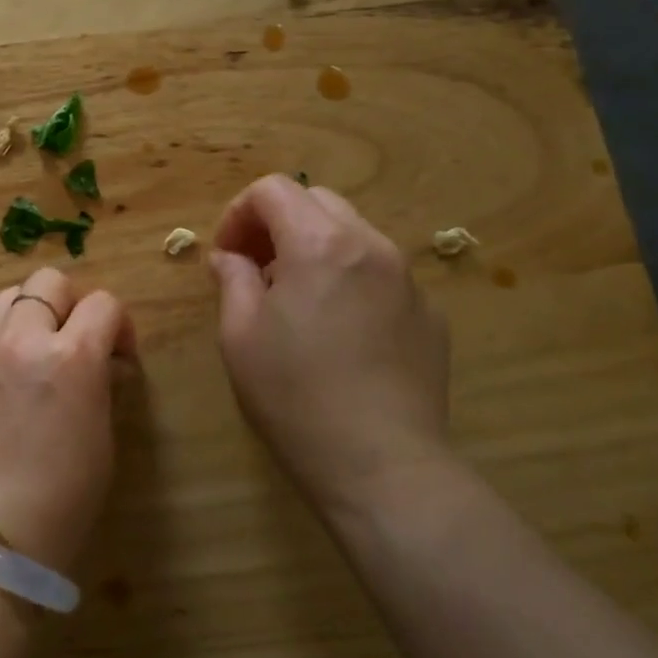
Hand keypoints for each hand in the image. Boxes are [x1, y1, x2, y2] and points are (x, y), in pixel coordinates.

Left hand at [0, 268, 134, 570]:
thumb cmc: (60, 500)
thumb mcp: (101, 439)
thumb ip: (100, 385)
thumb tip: (100, 365)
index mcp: (70, 356)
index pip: (104, 304)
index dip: (118, 324)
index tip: (118, 353)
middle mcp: (21, 339)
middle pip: (49, 282)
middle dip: (70, 304)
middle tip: (73, 341)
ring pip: (7, 298)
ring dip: (29, 316)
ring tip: (32, 353)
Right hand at [209, 175, 450, 517]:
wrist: (383, 467)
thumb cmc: (296, 397)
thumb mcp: (240, 334)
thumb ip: (232, 279)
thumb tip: (231, 258)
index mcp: (320, 244)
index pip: (274, 190)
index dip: (239, 212)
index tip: (227, 254)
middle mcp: (371, 246)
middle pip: (317, 201)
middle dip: (278, 222)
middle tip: (256, 268)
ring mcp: (408, 280)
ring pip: (352, 234)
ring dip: (315, 248)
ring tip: (296, 300)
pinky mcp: (430, 315)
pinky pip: (381, 274)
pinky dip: (350, 279)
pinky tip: (339, 332)